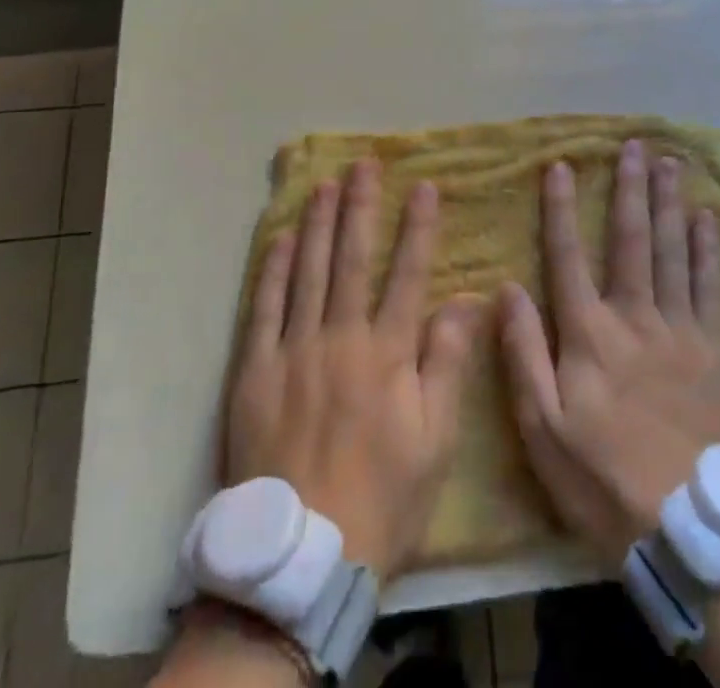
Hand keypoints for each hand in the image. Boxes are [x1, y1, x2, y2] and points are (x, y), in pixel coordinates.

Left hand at [225, 158, 483, 578]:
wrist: (302, 554)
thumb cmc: (383, 496)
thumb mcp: (435, 440)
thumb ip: (447, 362)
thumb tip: (466, 298)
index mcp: (387, 352)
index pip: (407, 273)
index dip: (418, 226)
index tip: (424, 186)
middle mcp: (340, 337)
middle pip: (351, 258)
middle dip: (360, 206)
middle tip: (364, 164)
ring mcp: (292, 351)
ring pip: (307, 272)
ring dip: (317, 223)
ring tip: (325, 184)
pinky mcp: (254, 371)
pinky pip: (263, 308)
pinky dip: (272, 270)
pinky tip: (281, 238)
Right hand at [498, 140, 719, 564]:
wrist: (689, 527)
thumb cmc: (603, 478)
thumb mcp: (542, 428)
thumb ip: (523, 353)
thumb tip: (507, 288)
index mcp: (589, 334)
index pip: (568, 256)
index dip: (561, 208)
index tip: (560, 165)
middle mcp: (635, 317)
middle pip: (630, 240)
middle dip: (629, 189)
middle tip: (634, 145)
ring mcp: (680, 329)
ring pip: (672, 251)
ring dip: (669, 203)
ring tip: (670, 163)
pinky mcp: (714, 349)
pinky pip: (710, 286)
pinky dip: (709, 249)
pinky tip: (709, 218)